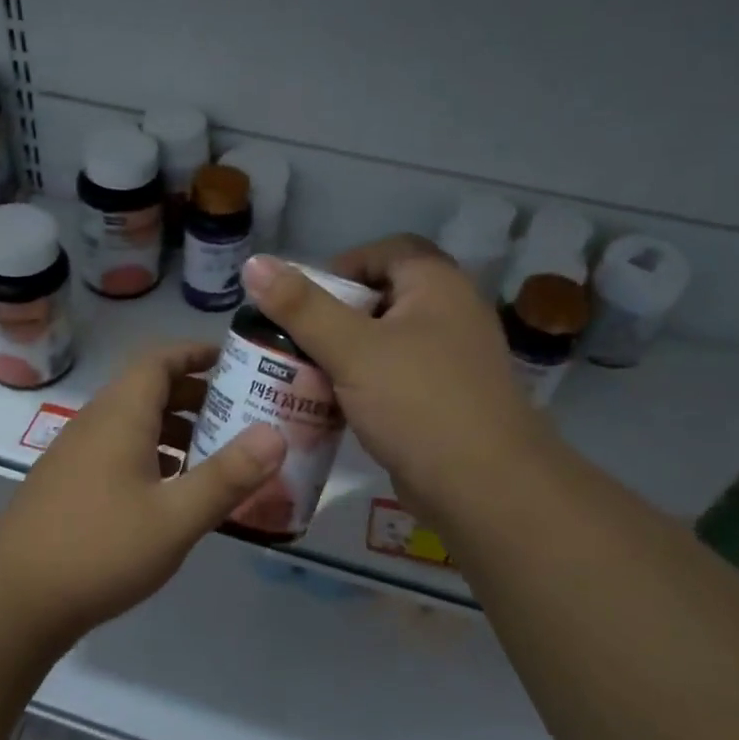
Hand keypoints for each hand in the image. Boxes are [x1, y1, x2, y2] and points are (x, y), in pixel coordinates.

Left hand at [0, 343, 285, 639]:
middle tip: (241, 414)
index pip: (159, 359)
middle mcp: (95, 424)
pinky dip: (152, 458)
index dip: (197, 353)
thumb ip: (227, 476)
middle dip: (196, 396)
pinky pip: (118, 453)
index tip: (237, 362)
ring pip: (133, 425)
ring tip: (217, 455)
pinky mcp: (68, 485)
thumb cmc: (100, 548)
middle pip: (148, 390)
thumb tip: (275, 434)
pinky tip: (173, 494)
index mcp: (120, 415)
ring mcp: (76, 455)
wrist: (13, 598)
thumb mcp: (175, 517)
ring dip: (175, 430)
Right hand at [242, 239, 552, 526]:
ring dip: (344, 354)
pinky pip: (394, 377)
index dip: (343, 266)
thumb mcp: (351, 350)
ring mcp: (451, 360)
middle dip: (334, 316)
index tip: (305, 299)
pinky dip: (362, 384)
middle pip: (382, 298)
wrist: (484, 487)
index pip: (387, 252)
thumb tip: (254, 263)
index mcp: (437, 286)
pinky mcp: (444, 400)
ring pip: (385, 342)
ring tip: (303, 373)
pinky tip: (331, 406)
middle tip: (295, 339)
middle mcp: (451, 314)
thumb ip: (301, 307)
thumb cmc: (418, 403)